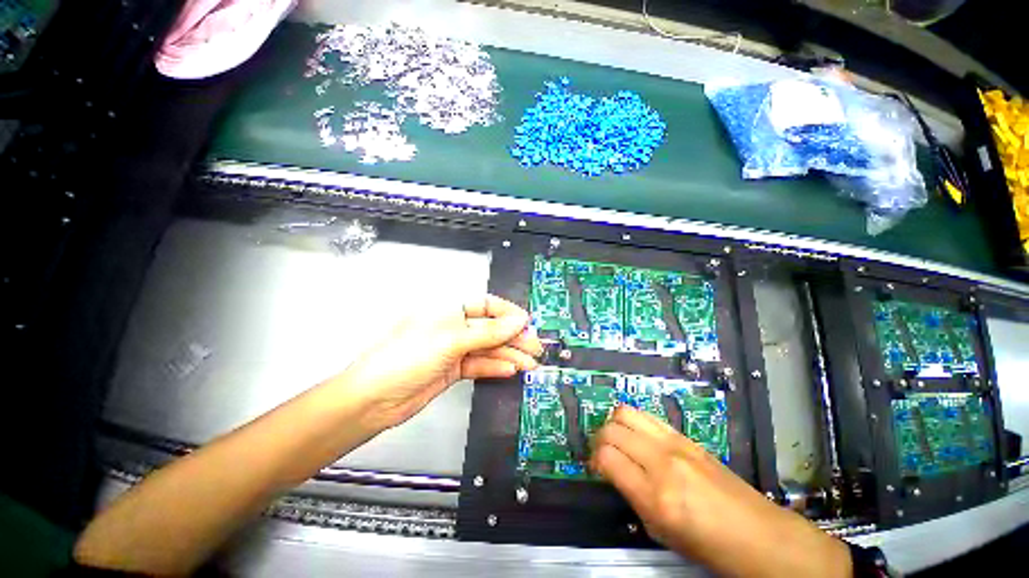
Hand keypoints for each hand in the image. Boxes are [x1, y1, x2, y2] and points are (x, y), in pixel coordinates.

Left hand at [337, 295, 541, 430]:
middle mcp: (453, 327)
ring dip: (509, 354)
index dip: (508, 312)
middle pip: (490, 328)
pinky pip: (479, 365)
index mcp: (448, 310)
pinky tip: (510, 369)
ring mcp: (453, 349)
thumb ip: (489, 332)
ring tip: (529, 363)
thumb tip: (519, 321)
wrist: (374, 400)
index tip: (527, 323)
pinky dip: (494, 366)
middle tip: (535, 347)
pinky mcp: (453, 370)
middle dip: (513, 337)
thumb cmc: (406, 358)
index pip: (485, 305)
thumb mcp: (451, 340)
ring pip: (488, 348)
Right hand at [591, 407, 851, 577]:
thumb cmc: (709, 546)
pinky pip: (648, 416)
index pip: (606, 457)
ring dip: (614, 424)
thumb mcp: (661, 532)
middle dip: (599, 440)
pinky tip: (638, 437)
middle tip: (603, 454)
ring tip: (618, 440)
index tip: (596, 468)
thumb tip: (612, 470)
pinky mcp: (686, 437)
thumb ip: (632, 495)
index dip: (594, 460)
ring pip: (626, 412)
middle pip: (611, 429)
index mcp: (656, 495)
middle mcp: (662, 461)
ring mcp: (676, 444)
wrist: (758, 534)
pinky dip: (634, 421)